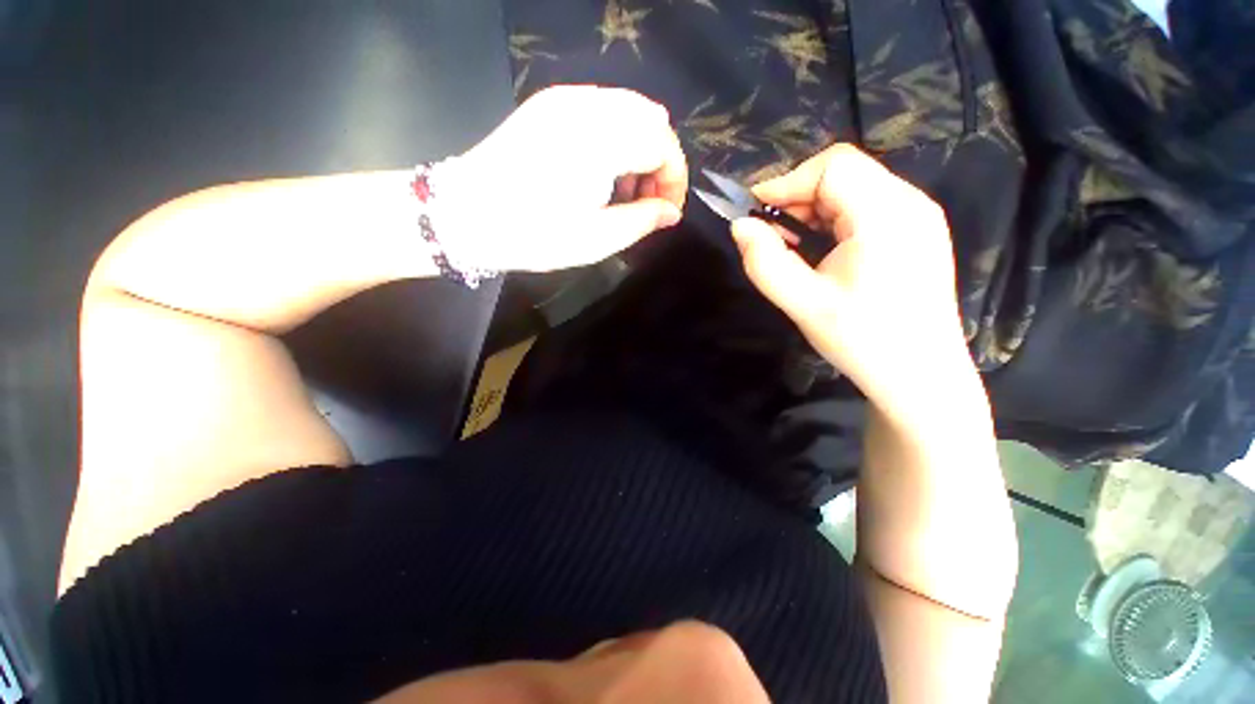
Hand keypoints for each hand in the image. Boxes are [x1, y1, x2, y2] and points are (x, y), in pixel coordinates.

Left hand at [437, 85, 687, 271]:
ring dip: (640, 148)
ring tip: (624, 191)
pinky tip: (603, 170)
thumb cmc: (534, 234)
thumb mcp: (597, 239)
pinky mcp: (549, 104)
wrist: (465, 214)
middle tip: (646, 202)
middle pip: (652, 120)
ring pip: (630, 110)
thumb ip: (643, 221)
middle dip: (661, 162)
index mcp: (602, 140)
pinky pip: (603, 109)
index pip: (663, 144)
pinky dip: (617, 137)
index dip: (674, 179)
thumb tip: (671, 212)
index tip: (666, 210)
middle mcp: (588, 106)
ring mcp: (566, 99)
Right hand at [731, 145, 977, 425]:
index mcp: (887, 216)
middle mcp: (910, 203)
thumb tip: (740, 226)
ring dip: (813, 208)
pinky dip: (833, 218)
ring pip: (854, 187)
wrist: (921, 377)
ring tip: (790, 244)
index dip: (786, 182)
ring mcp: (918, 216)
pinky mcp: (917, 232)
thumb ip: (765, 262)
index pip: (832, 166)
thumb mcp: (803, 305)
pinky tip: (820, 248)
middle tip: (769, 234)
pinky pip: (867, 206)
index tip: (755, 213)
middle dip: (798, 196)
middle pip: (844, 171)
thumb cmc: (863, 341)